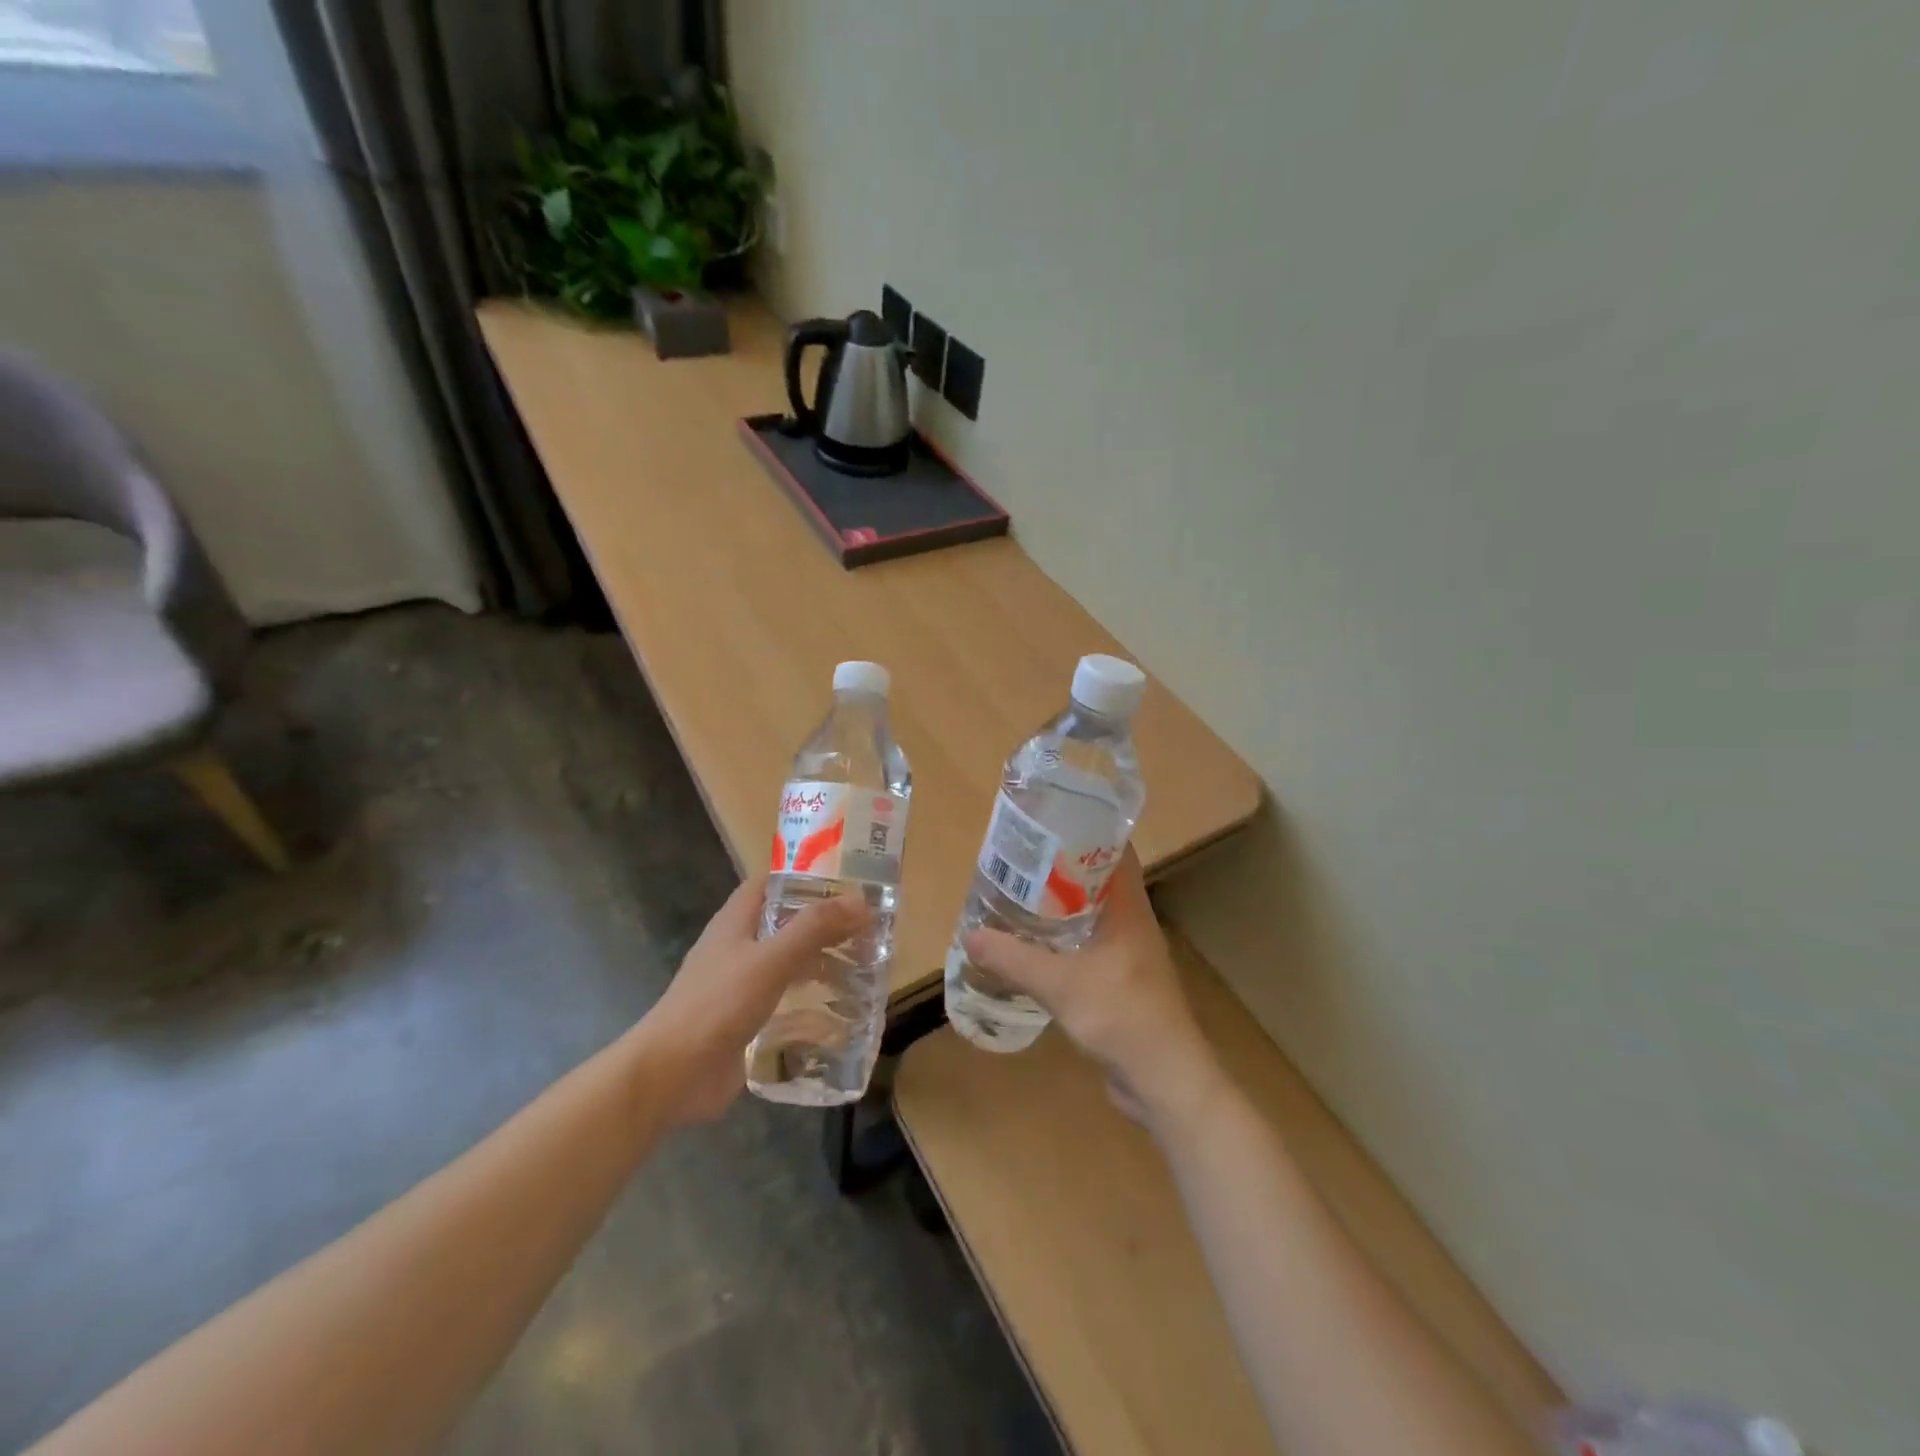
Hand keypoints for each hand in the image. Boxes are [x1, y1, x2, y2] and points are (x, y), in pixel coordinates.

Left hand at [641, 876, 869, 1124]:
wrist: (671, 1076)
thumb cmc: (717, 1005)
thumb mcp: (771, 960)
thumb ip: (814, 928)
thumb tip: (861, 900)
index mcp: (736, 921)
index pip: (772, 883)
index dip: (806, 876)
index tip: (848, 881)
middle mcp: (739, 947)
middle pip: (787, 923)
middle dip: (825, 924)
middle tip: (870, 928)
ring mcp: (742, 986)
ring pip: (789, 963)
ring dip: (822, 963)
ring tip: (866, 967)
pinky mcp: (747, 1021)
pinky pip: (786, 1002)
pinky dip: (812, 1002)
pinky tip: (843, 1012)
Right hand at [963, 849, 1227, 1134]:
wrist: (1165, 1081)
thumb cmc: (1122, 1017)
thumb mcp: (1061, 985)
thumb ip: (1014, 960)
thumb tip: (971, 937)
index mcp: (1129, 909)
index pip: (1116, 850)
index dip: (1086, 829)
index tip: (1048, 820)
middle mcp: (1132, 923)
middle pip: (1098, 879)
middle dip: (1061, 866)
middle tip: (1019, 858)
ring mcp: (1128, 953)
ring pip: (1092, 913)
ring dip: (1061, 904)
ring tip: (1018, 895)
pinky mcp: (1121, 980)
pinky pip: (1089, 945)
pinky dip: (1063, 938)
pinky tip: (1034, 945)